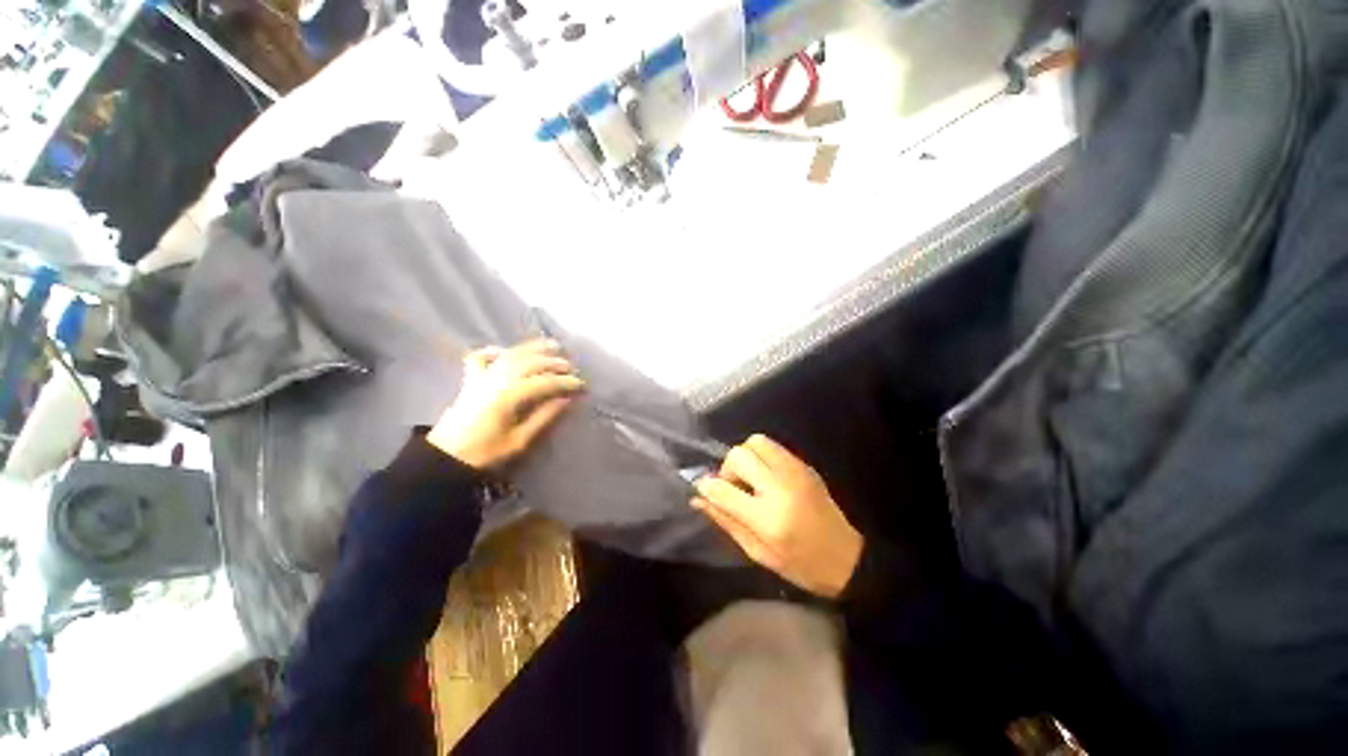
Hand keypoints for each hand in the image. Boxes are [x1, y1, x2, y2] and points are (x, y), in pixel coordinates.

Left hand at [427, 339, 584, 470]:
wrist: (445, 459)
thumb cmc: (485, 454)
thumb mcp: (519, 442)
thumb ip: (543, 418)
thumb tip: (565, 400)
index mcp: (507, 397)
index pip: (543, 382)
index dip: (564, 382)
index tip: (582, 385)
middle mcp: (495, 381)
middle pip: (529, 363)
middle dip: (553, 362)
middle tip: (572, 367)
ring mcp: (481, 378)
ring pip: (510, 354)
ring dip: (533, 348)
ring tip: (553, 345)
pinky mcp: (470, 380)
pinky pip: (481, 358)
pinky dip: (494, 350)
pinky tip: (505, 350)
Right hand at [693, 435, 862, 597]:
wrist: (847, 558)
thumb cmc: (800, 565)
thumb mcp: (758, 552)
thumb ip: (726, 521)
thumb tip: (698, 498)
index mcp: (769, 518)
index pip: (724, 489)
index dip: (707, 486)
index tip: (703, 488)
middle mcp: (782, 487)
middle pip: (739, 455)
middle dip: (728, 468)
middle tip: (734, 487)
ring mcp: (796, 472)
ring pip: (756, 442)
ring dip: (745, 457)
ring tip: (750, 479)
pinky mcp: (804, 465)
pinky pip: (773, 447)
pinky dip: (761, 456)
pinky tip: (767, 478)